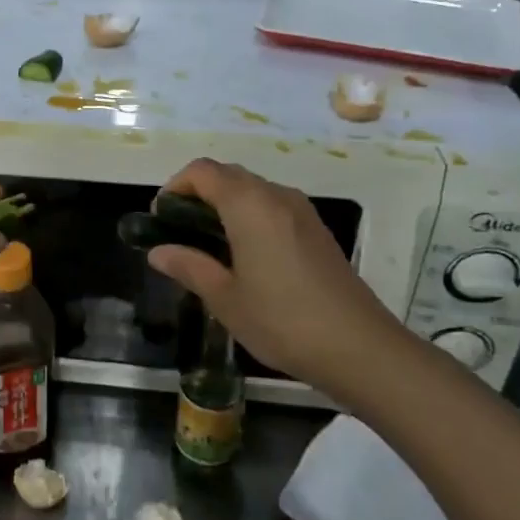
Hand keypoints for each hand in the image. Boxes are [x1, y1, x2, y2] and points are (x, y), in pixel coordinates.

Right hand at [147, 159, 410, 397]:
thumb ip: (189, 266)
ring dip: (224, 205)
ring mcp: (302, 211)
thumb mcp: (225, 298)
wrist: (360, 348)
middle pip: (227, 175)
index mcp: (249, 204)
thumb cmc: (282, 320)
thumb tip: (158, 251)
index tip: (161, 219)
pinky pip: (273, 207)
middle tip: (179, 232)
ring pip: (252, 190)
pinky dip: (249, 216)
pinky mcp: (317, 230)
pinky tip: (245, 256)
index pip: (202, 171)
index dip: (175, 187)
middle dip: (197, 194)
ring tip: (208, 246)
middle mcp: (276, 195)